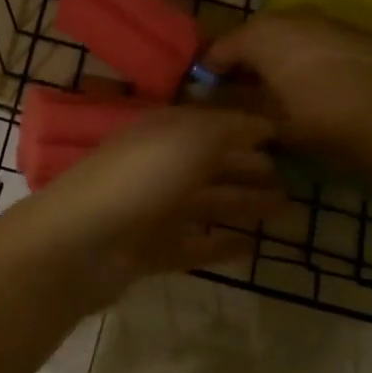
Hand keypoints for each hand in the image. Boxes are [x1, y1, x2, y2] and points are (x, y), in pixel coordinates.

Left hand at [0, 108, 282, 306]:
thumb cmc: (138, 179)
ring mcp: (152, 210)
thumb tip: (264, 121)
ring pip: (206, 203)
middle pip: (210, 164)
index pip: (211, 124)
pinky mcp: (149, 250)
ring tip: (283, 209)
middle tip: (291, 179)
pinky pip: (194, 244)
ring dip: (242, 204)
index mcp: (162, 132)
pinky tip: (252, 248)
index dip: (246, 128)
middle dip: (248, 168)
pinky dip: (221, 244)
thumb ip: (228, 128)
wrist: (80, 244)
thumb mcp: (190, 139)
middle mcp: (157, 165)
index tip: (286, 135)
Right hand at [202, 9, 371, 169]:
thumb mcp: (265, 120)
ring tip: (285, 88)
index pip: (220, 49)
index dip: (210, 73)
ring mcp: (331, 21)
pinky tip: (323, 86)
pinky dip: (317, 59)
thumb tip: (212, 100)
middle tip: (246, 92)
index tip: (208, 95)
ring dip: (284, 57)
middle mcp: (293, 16)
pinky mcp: (363, 35)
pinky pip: (326, 44)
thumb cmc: (316, 121)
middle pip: (257, 37)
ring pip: (294, 36)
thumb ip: (232, 105)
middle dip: (249, 61)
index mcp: (261, 34)